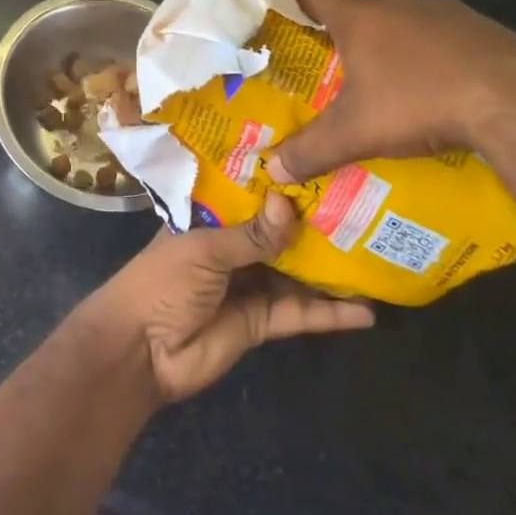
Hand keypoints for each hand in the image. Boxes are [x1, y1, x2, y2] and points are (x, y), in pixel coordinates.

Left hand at [73, 193, 373, 404]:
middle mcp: (232, 244)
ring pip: (295, 269)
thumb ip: (251, 234)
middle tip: (362, 203)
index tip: (319, 162)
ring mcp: (249, 283)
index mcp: (210, 216)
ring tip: (374, 250)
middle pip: (278, 230)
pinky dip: (330, 313)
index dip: (280, 181)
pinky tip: (366, 312)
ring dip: (329, 266)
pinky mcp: (262, 321)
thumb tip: (290, 205)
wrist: (141, 352)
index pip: (249, 192)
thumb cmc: (163, 281)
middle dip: (313, 221)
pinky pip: (299, 312)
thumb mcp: (204, 249)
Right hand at [265, 0, 515, 184]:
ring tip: (399, 88)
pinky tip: (448, 91)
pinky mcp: (481, 25)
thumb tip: (272, 170)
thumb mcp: (357, 134)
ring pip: (406, 21)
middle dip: (351, 36)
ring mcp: (443, 9)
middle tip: (346, 74)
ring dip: (398, 45)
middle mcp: (396, 1)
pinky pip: (447, 35)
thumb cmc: (419, 102)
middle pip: (361, 8)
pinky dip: (440, 55)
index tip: (288, 19)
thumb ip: (311, 150)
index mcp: (358, 17)